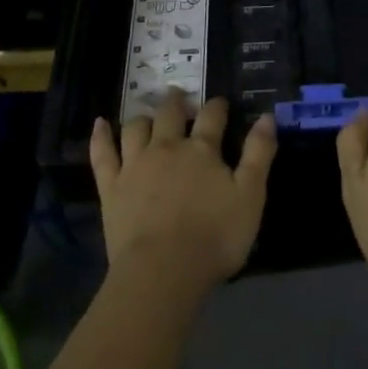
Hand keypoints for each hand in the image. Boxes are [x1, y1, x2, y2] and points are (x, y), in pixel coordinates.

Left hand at [90, 97, 276, 288]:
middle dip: (176, 102)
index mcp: (202, 150)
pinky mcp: (111, 187)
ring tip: (147, 115)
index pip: (212, 117)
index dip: (217, 107)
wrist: (162, 271)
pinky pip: (103, 154)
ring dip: (143, 118)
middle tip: (179, 97)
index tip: (220, 103)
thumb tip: (267, 117)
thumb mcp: (250, 196)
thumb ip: (259, 154)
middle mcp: (167, 147)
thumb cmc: (214, 237)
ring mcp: (135, 165)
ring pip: (136, 129)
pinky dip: (101, 136)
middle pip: (170, 114)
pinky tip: (100, 123)